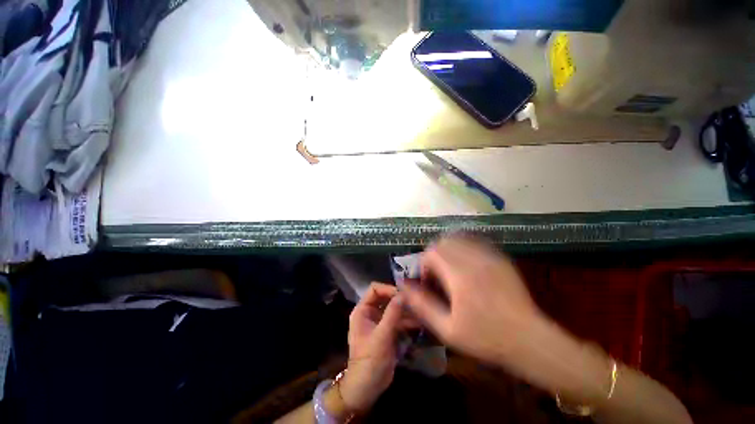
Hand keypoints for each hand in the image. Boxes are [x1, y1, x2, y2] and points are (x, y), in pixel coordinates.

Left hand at [339, 283, 411, 413]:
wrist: (367, 388)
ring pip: (394, 309)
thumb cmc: (369, 360)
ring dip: (406, 310)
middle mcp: (370, 313)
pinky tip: (420, 322)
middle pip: (386, 298)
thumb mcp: (381, 336)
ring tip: (421, 311)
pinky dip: (407, 321)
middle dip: (400, 299)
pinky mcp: (388, 332)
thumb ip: (392, 314)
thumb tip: (403, 294)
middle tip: (415, 301)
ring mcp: (380, 322)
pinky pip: (398, 321)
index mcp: (363, 310)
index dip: (388, 289)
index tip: (403, 294)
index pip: (374, 289)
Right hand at [402, 236, 544, 366]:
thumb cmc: (485, 338)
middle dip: (434, 255)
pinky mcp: (500, 258)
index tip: (428, 282)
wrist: (529, 340)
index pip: (432, 253)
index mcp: (459, 275)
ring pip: (459, 238)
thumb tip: (403, 286)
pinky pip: (475, 242)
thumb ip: (422, 304)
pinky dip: (464, 248)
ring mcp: (489, 257)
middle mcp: (473, 259)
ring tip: (450, 269)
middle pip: (444, 242)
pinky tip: (466, 265)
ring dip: (448, 250)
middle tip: (437, 275)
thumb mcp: (447, 328)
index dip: (424, 264)